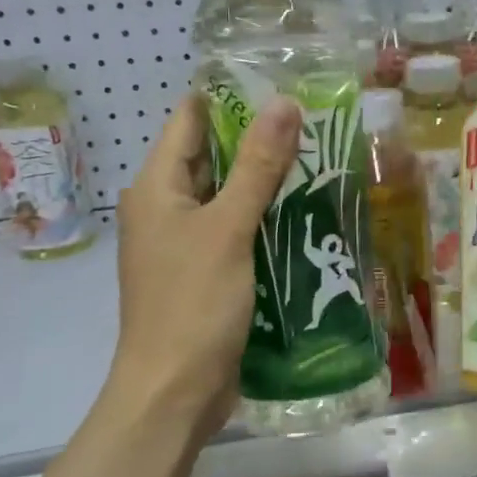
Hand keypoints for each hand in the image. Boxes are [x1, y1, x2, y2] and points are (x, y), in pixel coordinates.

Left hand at [108, 92, 299, 441]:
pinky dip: (265, 218)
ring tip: (320, 157)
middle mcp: (166, 209)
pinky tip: (305, 212)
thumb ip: (256, 165)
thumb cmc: (193, 303)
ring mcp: (185, 243)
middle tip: (314, 121)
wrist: (174, 392)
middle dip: (257, 139)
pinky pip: (237, 230)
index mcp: (156, 188)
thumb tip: (283, 103)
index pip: (189, 121)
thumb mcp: (228, 228)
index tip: (279, 84)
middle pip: (211, 158)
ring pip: (228, 196)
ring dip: (266, 181)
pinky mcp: (207, 273)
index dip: (229, 99)